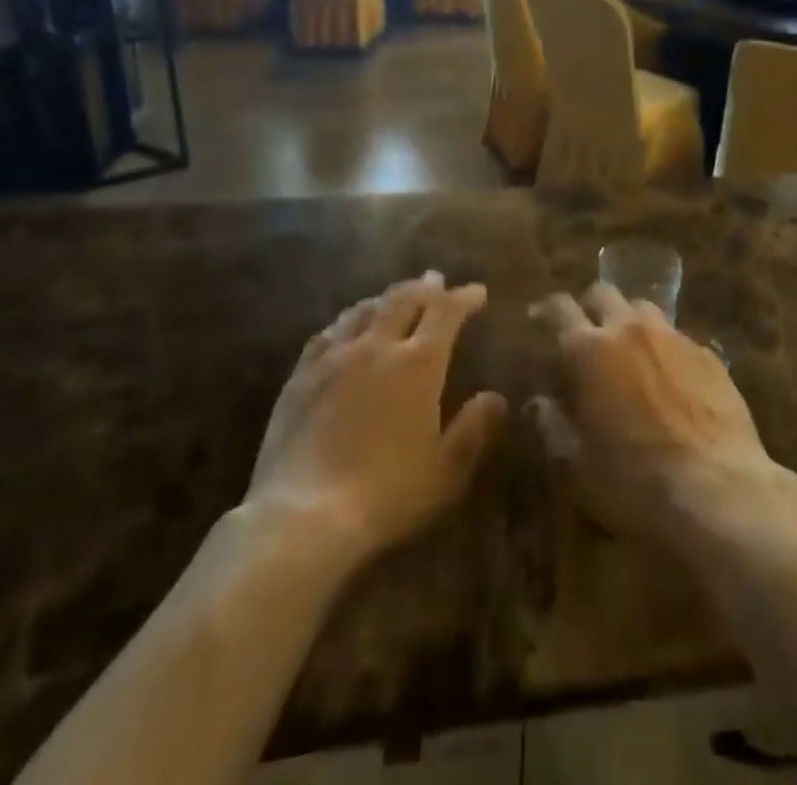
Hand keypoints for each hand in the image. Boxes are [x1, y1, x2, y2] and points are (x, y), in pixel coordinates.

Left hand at [245, 273, 508, 563]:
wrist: (303, 514)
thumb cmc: (386, 494)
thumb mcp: (446, 470)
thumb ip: (474, 429)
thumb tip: (495, 397)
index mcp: (418, 364)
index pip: (445, 313)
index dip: (463, 298)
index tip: (478, 292)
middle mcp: (377, 347)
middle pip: (403, 300)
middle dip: (424, 288)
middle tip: (436, 281)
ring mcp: (334, 358)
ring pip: (363, 310)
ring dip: (385, 298)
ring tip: (394, 298)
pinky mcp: (301, 376)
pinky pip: (327, 333)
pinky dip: (347, 321)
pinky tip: (345, 328)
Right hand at [528, 284, 796, 546]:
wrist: (719, 492)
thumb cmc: (635, 483)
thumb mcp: (578, 466)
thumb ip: (554, 426)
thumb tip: (541, 402)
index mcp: (589, 351)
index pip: (560, 309)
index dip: (546, 309)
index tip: (538, 317)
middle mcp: (629, 330)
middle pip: (604, 293)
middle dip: (590, 306)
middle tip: (586, 332)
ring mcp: (673, 338)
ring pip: (643, 308)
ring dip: (628, 321)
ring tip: (628, 350)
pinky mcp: (708, 354)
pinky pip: (676, 336)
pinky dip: (663, 347)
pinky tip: (668, 377)